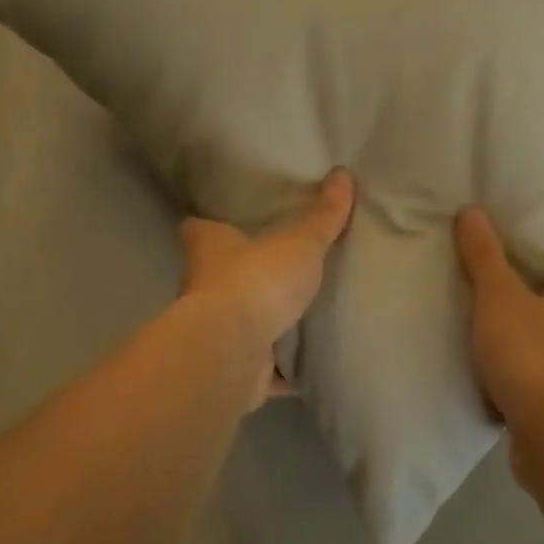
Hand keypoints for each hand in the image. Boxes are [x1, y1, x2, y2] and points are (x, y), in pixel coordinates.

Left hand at [178, 170, 354, 408]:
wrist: (232, 351)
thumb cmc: (257, 281)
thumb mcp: (300, 242)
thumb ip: (323, 216)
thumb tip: (343, 174)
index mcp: (210, 249)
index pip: (199, 229)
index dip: (213, 226)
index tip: (232, 223)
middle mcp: (203, 288)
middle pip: (220, 278)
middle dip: (245, 277)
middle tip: (281, 269)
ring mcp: (216, 332)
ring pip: (241, 323)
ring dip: (263, 324)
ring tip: (302, 315)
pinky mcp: (234, 368)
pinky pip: (262, 368)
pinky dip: (280, 369)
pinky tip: (308, 366)